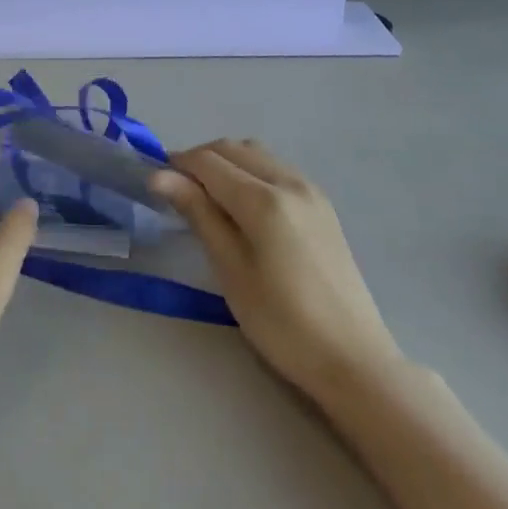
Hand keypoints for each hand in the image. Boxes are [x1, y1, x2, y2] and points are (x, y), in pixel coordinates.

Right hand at [151, 140, 401, 394]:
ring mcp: (310, 190)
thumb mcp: (230, 270)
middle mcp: (289, 182)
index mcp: (264, 199)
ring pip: (255, 154)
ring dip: (225, 163)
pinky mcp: (322, 205)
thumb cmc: (282, 323)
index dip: (176, 165)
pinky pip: (275, 168)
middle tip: (177, 192)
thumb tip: (160, 176)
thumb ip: (198, 213)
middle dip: (199, 160)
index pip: (208, 161)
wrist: (354, 360)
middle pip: (232, 148)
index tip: (154, 183)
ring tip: (207, 198)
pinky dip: (249, 172)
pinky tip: (242, 205)